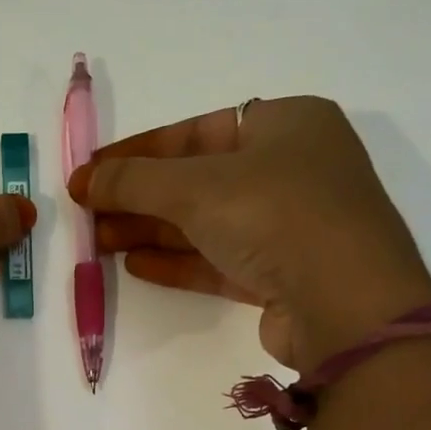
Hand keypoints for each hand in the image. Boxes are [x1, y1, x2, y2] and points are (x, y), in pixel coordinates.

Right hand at [69, 97, 430, 369]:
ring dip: (152, 230)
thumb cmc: (275, 215)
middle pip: (198, 179)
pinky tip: (136, 265)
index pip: (195, 131)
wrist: (346, 305)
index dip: (137, 152)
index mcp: (287, 124)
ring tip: (99, 242)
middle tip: (88, 214)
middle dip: (139, 197)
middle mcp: (293, 168)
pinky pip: (220, 260)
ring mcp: (291, 225)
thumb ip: (134, 180)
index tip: (91, 172)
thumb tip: (84, 179)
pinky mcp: (284, 274)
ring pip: (207, 222)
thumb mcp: (195, 187)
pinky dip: (178, 260)